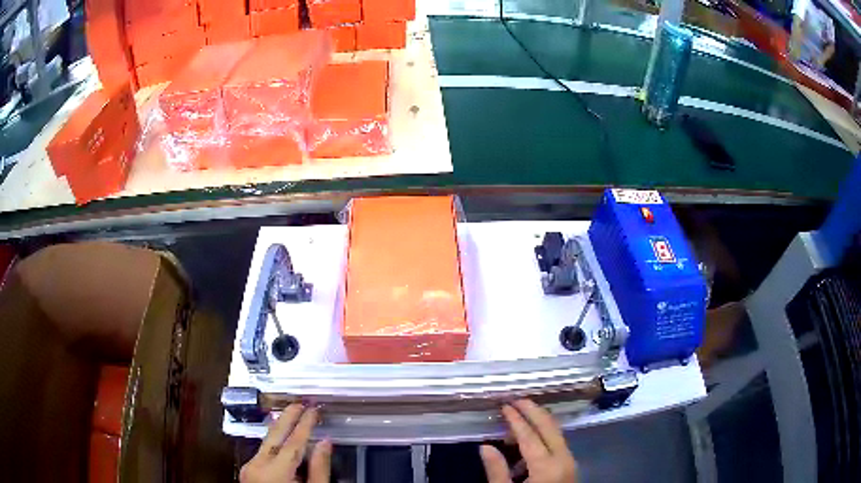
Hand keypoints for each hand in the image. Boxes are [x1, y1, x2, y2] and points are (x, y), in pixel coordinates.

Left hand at [240, 404, 331, 482]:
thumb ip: (319, 470)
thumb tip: (325, 444)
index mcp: (274, 474)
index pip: (292, 442)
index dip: (305, 424)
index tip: (314, 410)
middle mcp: (256, 467)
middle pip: (274, 436)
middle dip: (288, 417)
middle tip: (301, 403)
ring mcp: (249, 468)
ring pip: (266, 442)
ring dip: (280, 427)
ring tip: (293, 415)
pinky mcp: (248, 472)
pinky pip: (262, 451)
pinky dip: (274, 442)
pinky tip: (281, 437)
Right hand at [480, 399, 577, 482]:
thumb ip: (497, 471)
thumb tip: (485, 446)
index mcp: (546, 466)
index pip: (529, 436)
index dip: (516, 419)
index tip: (505, 405)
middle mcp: (563, 459)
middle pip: (549, 427)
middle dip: (533, 411)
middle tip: (517, 399)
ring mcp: (570, 462)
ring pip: (557, 433)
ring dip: (539, 423)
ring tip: (518, 420)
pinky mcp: (570, 467)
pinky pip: (558, 444)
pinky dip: (544, 437)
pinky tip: (528, 446)